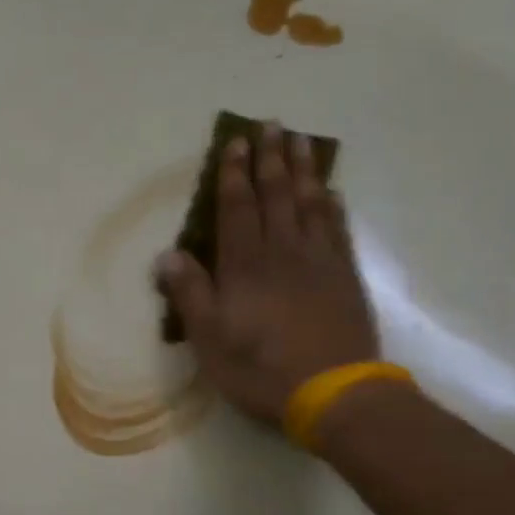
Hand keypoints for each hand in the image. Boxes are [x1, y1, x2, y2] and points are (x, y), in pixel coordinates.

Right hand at [156, 122, 381, 427]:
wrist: (332, 390)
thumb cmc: (260, 368)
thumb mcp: (210, 339)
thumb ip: (190, 293)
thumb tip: (169, 253)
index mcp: (245, 265)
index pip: (237, 208)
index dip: (234, 174)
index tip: (235, 143)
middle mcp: (283, 251)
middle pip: (277, 195)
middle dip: (271, 158)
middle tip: (272, 124)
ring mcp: (319, 261)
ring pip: (310, 203)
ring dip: (304, 170)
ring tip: (301, 141)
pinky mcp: (345, 276)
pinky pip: (338, 229)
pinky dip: (333, 205)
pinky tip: (331, 191)